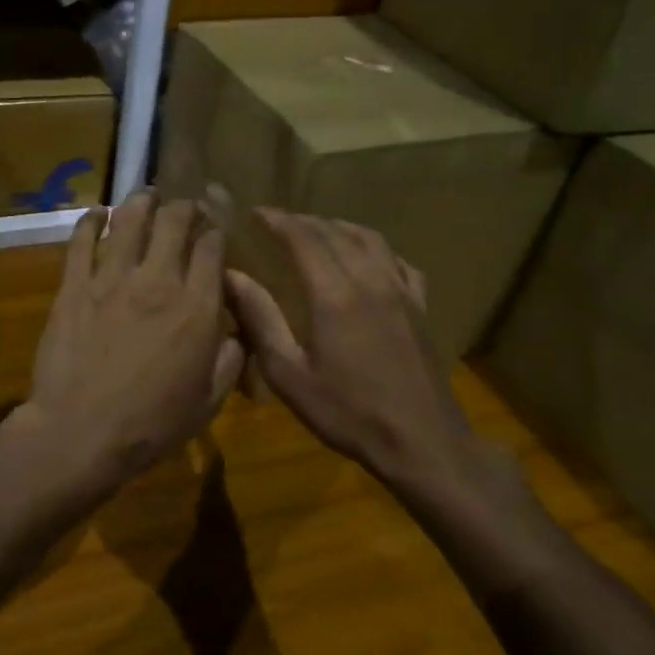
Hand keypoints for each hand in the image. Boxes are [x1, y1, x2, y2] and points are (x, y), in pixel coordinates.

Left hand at [25, 191, 244, 483]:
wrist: (82, 431)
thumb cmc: (151, 424)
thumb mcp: (208, 401)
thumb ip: (229, 359)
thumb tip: (233, 330)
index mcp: (197, 308)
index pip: (211, 248)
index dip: (215, 229)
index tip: (215, 223)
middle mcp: (158, 281)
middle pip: (173, 223)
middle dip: (183, 207)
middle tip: (183, 205)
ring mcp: (111, 279)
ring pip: (129, 221)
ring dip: (140, 202)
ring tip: (146, 195)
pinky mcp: (74, 286)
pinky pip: (81, 242)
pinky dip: (90, 221)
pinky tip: (96, 212)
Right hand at [224, 211, 519, 515]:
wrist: (423, 442)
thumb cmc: (349, 412)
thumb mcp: (289, 374)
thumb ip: (260, 319)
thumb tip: (232, 277)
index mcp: (334, 294)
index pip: (303, 238)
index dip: (277, 220)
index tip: (255, 212)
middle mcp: (369, 280)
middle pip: (334, 232)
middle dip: (303, 221)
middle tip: (277, 222)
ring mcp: (400, 291)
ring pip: (369, 239)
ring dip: (338, 227)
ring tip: (317, 230)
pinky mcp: (420, 307)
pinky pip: (398, 261)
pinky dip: (375, 248)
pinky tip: (367, 258)